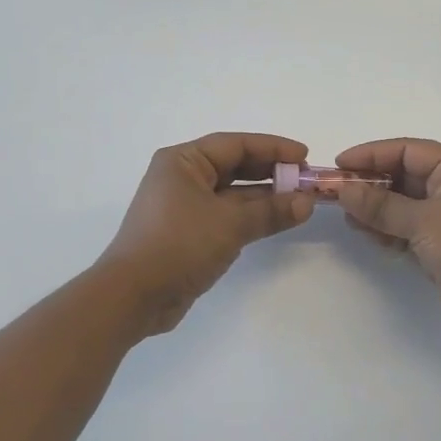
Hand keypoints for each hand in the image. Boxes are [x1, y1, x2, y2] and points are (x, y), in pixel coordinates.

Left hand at [97, 133, 314, 334]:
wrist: (133, 296)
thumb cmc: (178, 245)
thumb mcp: (229, 224)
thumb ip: (271, 210)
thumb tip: (307, 202)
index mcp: (183, 161)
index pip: (235, 144)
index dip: (273, 147)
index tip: (305, 155)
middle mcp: (182, 177)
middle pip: (234, 166)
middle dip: (271, 172)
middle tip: (306, 179)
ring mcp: (184, 207)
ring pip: (232, 193)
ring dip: (265, 197)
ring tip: (300, 201)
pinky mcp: (189, 233)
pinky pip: (226, 215)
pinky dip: (251, 216)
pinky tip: (277, 220)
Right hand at [334, 138, 440, 336]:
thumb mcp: (424, 221)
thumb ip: (381, 206)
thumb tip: (343, 190)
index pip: (405, 150)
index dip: (371, 154)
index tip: (339, 165)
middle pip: (400, 176)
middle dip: (369, 184)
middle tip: (335, 193)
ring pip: (400, 204)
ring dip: (373, 209)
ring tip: (347, 217)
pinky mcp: (439, 245)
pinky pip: (404, 229)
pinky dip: (385, 230)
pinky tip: (366, 235)